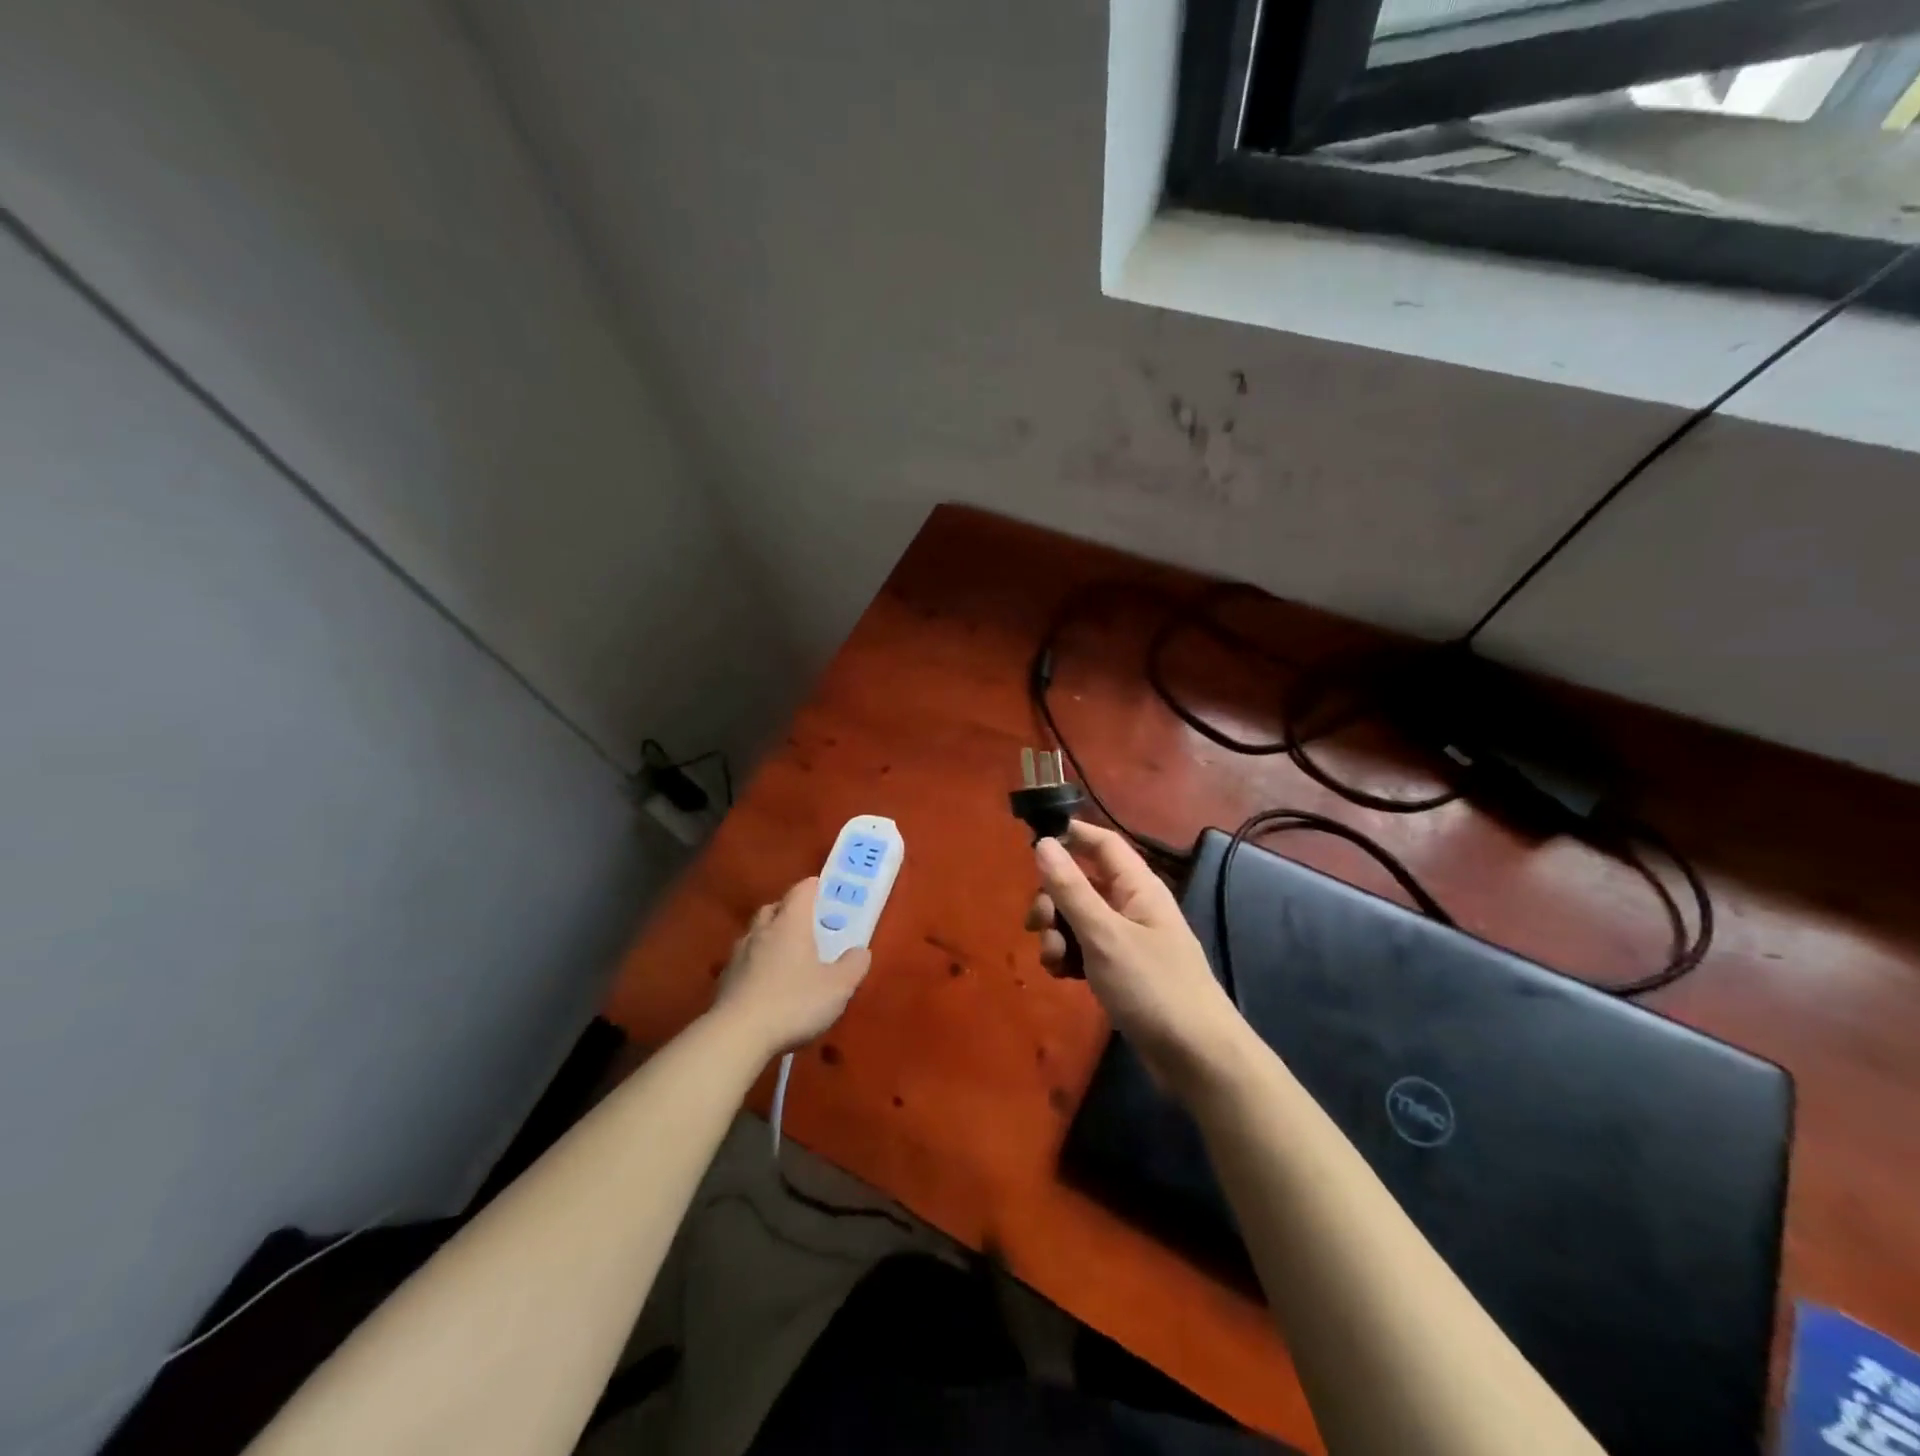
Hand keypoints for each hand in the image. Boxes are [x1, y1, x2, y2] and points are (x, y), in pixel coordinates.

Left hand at [710, 878, 870, 1062]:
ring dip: (768, 936)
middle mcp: (762, 931)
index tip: (823, 889)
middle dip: (788, 909)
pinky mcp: (724, 979)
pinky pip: (743, 959)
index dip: (813, 887)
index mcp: (791, 923)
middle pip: (773, 908)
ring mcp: (738, 954)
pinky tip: (763, 981)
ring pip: (754, 933)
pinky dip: (754, 962)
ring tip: (784, 952)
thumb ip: (853, 966)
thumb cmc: (794, 1003)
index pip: (801, 891)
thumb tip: (861, 951)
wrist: (737, 1036)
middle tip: (805, 922)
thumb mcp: (837, 988)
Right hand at [1027, 823, 1247, 1095]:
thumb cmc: (1153, 987)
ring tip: (1054, 963)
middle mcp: (1132, 906)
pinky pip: (1085, 950)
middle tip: (1037, 925)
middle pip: (1081, 882)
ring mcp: (1127, 940)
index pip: (1101, 842)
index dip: (1069, 835)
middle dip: (1053, 900)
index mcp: (1137, 886)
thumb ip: (1070, 888)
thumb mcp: (1104, 935)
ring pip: (1078, 919)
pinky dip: (1069, 958)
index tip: (1030, 844)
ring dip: (1057, 934)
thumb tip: (1043, 843)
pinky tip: (1062, 977)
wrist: (1197, 1058)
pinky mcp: (1121, 970)